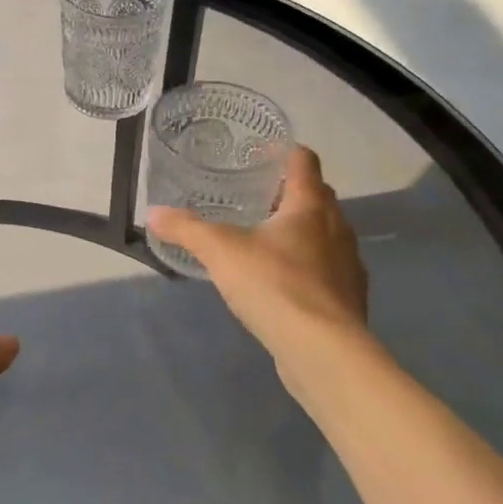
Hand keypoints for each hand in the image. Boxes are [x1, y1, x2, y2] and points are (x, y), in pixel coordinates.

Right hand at [147, 146, 369, 387]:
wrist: (323, 352)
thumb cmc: (275, 284)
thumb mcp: (220, 251)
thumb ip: (186, 228)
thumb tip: (154, 213)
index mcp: (310, 206)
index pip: (304, 161)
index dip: (285, 151)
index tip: (262, 151)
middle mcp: (337, 228)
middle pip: (318, 196)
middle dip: (289, 192)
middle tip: (253, 194)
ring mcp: (348, 265)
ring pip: (325, 234)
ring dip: (301, 231)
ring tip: (264, 237)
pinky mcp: (349, 299)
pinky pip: (327, 269)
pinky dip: (307, 266)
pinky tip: (281, 280)